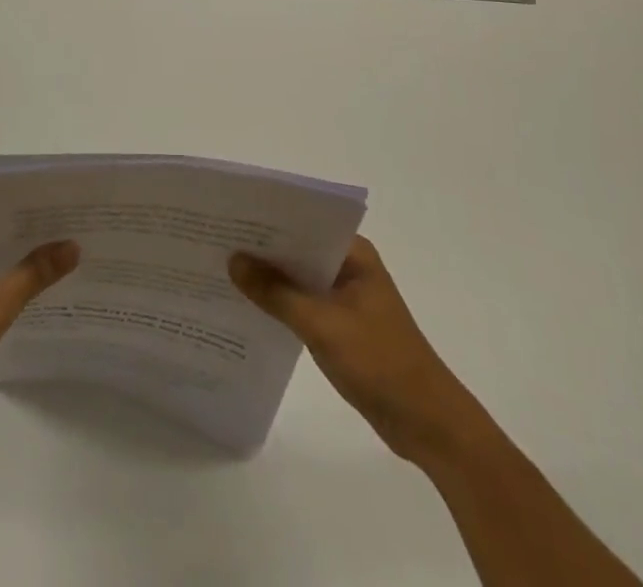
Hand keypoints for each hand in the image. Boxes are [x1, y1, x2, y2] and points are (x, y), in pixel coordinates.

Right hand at [230, 236, 482, 464]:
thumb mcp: (322, 325)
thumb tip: (233, 260)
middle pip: (297, 248)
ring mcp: (345, 296)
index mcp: (353, 253)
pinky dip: (280, 303)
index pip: (302, 222)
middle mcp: (348, 266)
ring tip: (222, 270)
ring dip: (269, 278)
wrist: (428, 425)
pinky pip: (302, 303)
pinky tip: (248, 306)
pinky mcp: (341, 324)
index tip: (228, 216)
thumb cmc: (380, 362)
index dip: (266, 219)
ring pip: (298, 277)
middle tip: (215, 241)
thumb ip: (276, 292)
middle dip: (261, 249)